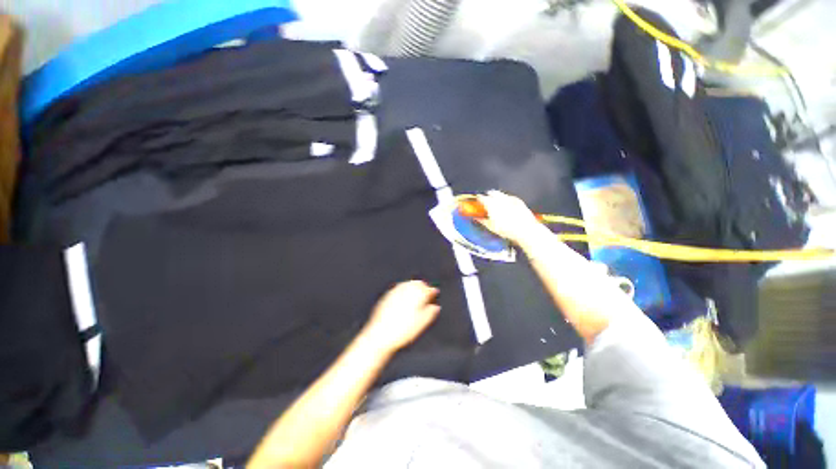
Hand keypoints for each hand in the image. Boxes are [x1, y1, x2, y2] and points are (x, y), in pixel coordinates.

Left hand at [361, 281, 440, 354]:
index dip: (432, 291)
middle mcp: (405, 289)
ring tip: (416, 293)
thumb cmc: (402, 331)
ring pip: (407, 284)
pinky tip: (404, 297)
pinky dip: (404, 290)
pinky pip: (398, 288)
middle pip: (417, 283)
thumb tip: (435, 307)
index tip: (435, 293)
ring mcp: (394, 291)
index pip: (427, 288)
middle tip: (426, 292)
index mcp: (416, 294)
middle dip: (422, 286)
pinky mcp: (386, 296)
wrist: (380, 335)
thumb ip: (430, 312)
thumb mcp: (422, 323)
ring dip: (413, 286)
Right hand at [476, 190, 541, 243]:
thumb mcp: (491, 227)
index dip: (478, 199)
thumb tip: (477, 219)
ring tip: (496, 203)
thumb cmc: (508, 229)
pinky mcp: (518, 200)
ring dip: (496, 196)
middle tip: (486, 201)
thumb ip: (482, 221)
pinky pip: (509, 196)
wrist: (525, 230)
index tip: (477, 201)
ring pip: (500, 193)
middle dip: (488, 195)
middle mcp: (500, 199)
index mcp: (491, 205)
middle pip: (491, 192)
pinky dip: (506, 199)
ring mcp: (510, 199)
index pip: (481, 198)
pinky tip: (506, 205)